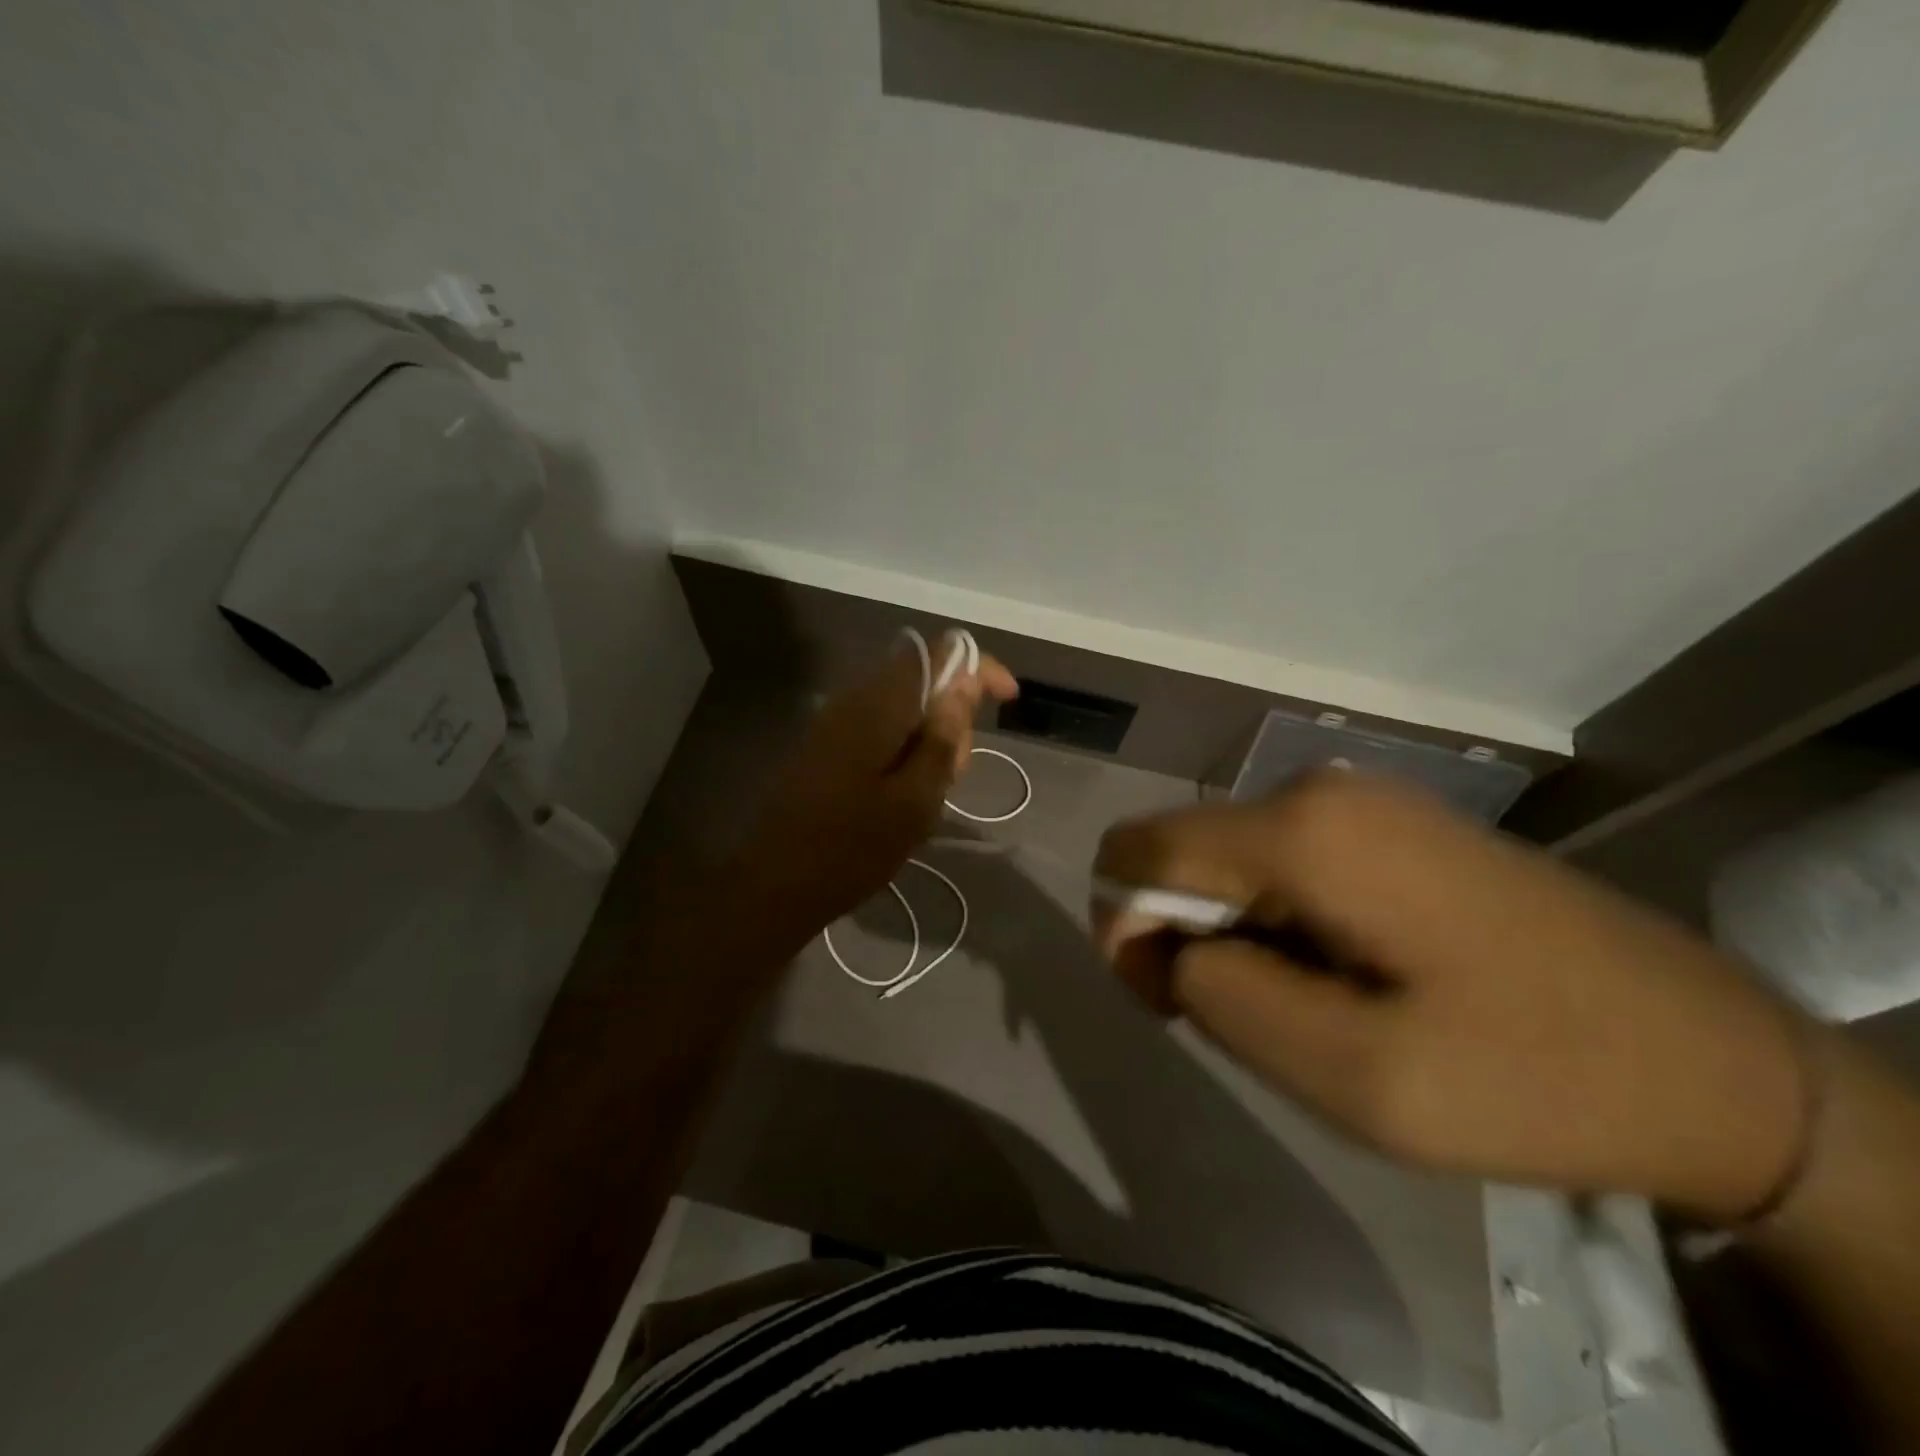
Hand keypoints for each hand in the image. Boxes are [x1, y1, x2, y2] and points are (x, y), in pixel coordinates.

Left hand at [738, 631, 1017, 949]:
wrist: (774, 884)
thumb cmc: (852, 848)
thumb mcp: (915, 801)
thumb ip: (943, 738)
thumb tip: (965, 683)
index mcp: (879, 706)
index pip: (938, 653)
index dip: (978, 667)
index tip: (1007, 698)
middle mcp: (854, 699)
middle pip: (921, 678)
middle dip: (953, 713)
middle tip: (958, 771)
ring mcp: (834, 721)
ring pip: (902, 706)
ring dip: (929, 735)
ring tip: (932, 790)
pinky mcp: (825, 744)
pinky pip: (880, 727)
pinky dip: (903, 747)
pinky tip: (903, 792)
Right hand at [1093, 771, 1808, 1221]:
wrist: (1714, 1061)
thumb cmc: (1528, 1074)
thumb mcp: (1351, 1076)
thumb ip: (1219, 996)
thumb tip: (1157, 943)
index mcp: (1303, 832)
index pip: (1138, 850)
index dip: (1126, 926)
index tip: (1171, 1004)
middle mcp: (1318, 791)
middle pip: (1185, 855)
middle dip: (1190, 939)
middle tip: (1263, 1026)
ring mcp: (1359, 801)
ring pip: (1233, 864)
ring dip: (1241, 939)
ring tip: (1319, 1012)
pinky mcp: (1388, 824)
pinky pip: (1284, 865)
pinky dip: (1281, 924)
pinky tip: (1349, 978)